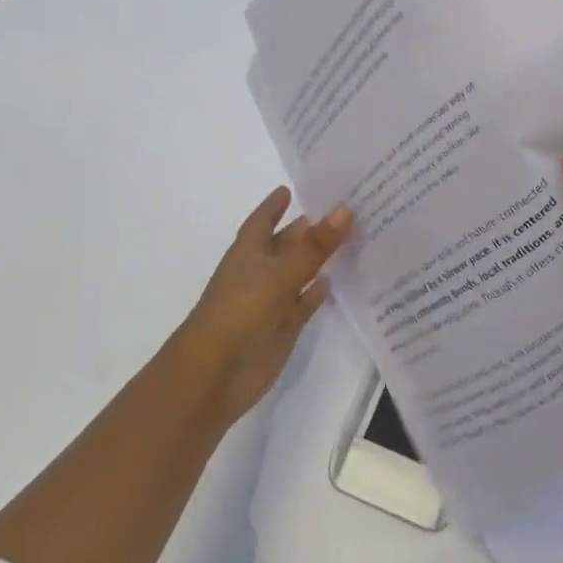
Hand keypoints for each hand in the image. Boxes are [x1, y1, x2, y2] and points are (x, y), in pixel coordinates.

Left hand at [170, 186, 352, 425]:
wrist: (215, 375)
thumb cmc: (239, 313)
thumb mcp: (279, 274)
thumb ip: (314, 246)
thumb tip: (345, 208)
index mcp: (248, 253)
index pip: (262, 221)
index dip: (274, 206)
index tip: (292, 188)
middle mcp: (259, 273)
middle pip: (286, 245)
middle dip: (307, 228)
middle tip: (341, 208)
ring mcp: (271, 302)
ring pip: (298, 273)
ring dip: (317, 259)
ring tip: (348, 238)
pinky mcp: (282, 328)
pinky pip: (303, 304)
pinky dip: (316, 293)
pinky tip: (334, 281)